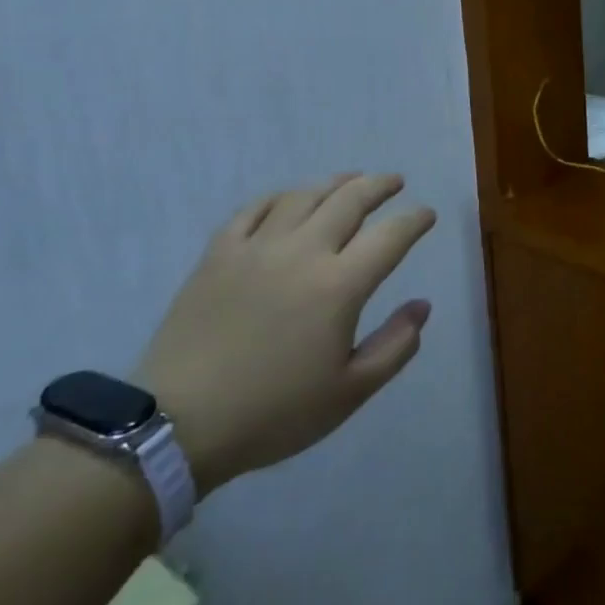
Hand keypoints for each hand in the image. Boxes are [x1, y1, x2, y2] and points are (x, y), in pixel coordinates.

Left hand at [137, 174, 435, 496]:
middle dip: (379, 185)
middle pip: (350, 200)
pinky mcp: (219, 254)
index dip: (414, 220)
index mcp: (340, 286)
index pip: (391, 236)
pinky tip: (289, 199)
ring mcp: (257, 248)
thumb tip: (422, 306)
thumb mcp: (349, 393)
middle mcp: (303, 252)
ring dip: (335, 182)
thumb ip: (395, 346)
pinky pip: (254, 209)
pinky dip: (280, 197)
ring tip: (351, 180)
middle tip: (394, 181)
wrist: (177, 425)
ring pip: (304, 196)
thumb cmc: (273, 413)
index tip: (426, 215)